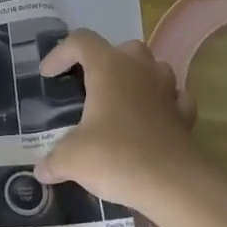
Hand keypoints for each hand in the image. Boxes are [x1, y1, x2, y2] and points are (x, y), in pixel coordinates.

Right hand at [33, 30, 205, 210]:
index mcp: (109, 68)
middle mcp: (140, 70)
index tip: (48, 76)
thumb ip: (53, 159)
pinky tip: (149, 122)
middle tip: (88, 87)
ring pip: (152, 69)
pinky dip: (160, 104)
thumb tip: (42, 170)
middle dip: (104, 62)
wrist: (172, 185)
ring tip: (117, 103)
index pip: (80, 41)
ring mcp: (167, 91)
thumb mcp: (72, 158)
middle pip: (122, 49)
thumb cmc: (116, 157)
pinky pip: (173, 98)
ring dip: (135, 79)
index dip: (60, 54)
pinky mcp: (185, 116)